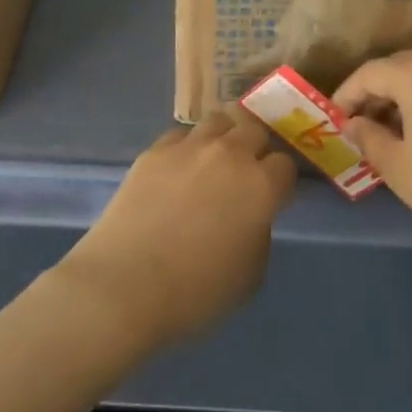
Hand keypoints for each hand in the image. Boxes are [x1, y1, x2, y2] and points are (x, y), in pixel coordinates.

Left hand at [55, 112, 295, 347]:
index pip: (285, 165)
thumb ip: (259, 234)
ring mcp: (189, 147)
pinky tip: (179, 168)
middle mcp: (230, 154)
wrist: (126, 284)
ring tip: (214, 159)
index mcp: (261, 186)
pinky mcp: (154, 151)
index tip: (272, 197)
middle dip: (255, 148)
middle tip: (245, 173)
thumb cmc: (196, 291)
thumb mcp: (250, 275)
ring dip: (223, 136)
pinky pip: (181, 134)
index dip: (280, 181)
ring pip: (218, 121)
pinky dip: (187, 146)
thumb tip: (250, 216)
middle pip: (254, 130)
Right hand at [333, 51, 411, 268]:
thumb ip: (368, 139)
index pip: (368, 73)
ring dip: (401, 101)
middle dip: (373, 96)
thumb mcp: (400, 169)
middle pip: (397, 69)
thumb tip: (354, 123)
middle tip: (359, 131)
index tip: (334, 124)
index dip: (345, 96)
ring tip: (390, 139)